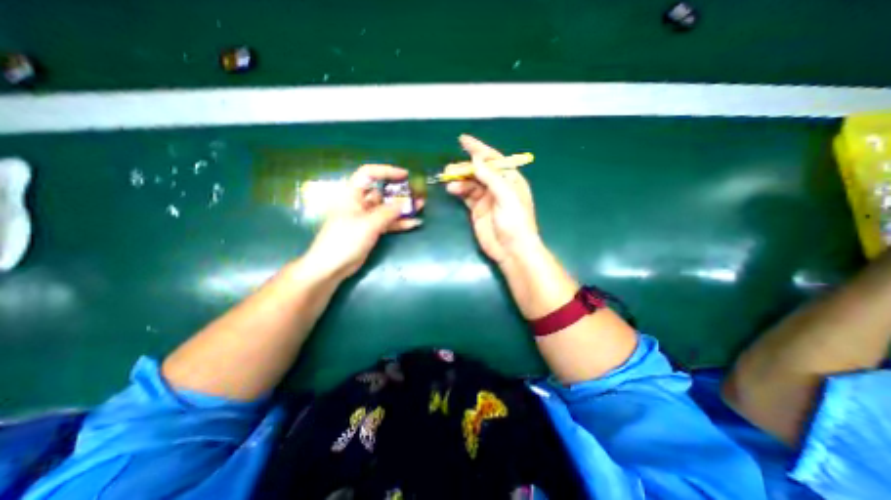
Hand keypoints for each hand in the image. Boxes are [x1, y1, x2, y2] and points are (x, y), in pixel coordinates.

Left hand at [305, 165, 422, 278]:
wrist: (332, 266)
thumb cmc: (345, 240)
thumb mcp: (368, 224)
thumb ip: (388, 212)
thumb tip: (405, 203)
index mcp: (353, 194)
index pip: (369, 174)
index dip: (386, 171)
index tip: (404, 175)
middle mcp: (360, 203)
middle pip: (382, 192)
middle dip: (400, 191)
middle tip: (417, 193)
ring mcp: (367, 217)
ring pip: (387, 208)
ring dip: (403, 208)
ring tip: (421, 206)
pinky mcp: (372, 230)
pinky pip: (388, 222)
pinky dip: (400, 222)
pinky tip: (414, 223)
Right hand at [449, 133, 538, 265]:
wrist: (511, 249)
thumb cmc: (515, 221)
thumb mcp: (506, 196)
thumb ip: (491, 177)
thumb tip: (477, 160)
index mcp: (510, 179)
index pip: (493, 159)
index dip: (479, 149)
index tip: (463, 140)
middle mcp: (498, 186)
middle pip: (480, 170)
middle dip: (465, 167)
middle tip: (451, 168)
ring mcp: (487, 198)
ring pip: (471, 183)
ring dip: (460, 180)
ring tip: (449, 180)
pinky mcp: (477, 210)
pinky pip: (467, 196)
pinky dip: (459, 191)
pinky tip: (452, 190)